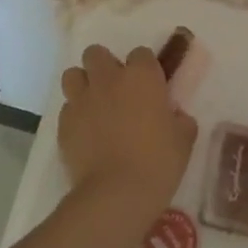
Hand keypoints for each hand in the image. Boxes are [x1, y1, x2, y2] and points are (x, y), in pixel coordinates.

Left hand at [58, 42, 198, 240]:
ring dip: (83, 84)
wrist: (116, 194)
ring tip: (94, 105)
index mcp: (141, 76)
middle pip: (96, 53)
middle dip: (104, 66)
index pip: (140, 53)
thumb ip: (180, 120)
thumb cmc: (158, 162)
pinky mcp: (64, 123)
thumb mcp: (183, 140)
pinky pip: (67, 108)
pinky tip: (85, 134)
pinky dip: (75, 115)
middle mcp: (108, 79)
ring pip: (73, 75)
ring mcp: (82, 99)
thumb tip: (175, 116)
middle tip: (116, 91)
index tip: (149, 87)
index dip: (144, 68)